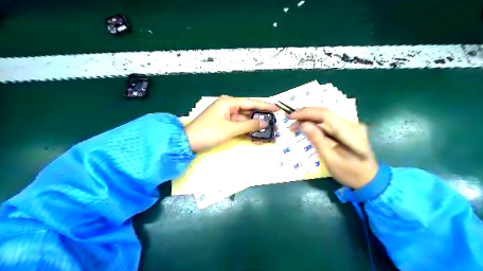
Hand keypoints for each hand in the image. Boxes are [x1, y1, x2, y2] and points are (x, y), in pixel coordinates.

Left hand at [185, 96, 277, 152]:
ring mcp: (225, 115)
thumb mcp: (231, 129)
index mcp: (228, 102)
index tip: (277, 108)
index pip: (250, 102)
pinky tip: (255, 133)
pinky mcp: (223, 123)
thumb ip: (249, 125)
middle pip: (247, 110)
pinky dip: (246, 129)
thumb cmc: (209, 132)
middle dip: (260, 117)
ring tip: (267, 129)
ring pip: (243, 119)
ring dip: (253, 125)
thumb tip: (265, 123)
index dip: (264, 105)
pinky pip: (238, 124)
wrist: (189, 142)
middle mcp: (227, 106)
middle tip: (273, 121)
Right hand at [289, 107, 378, 187]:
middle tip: (290, 122)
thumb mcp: (331, 160)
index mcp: (351, 132)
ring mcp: (351, 125)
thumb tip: (303, 124)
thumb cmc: (350, 173)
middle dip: (305, 115)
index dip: (306, 113)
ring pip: (325, 117)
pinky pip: (329, 123)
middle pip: (325, 113)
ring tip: (294, 127)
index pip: (325, 115)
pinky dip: (316, 124)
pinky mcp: (347, 129)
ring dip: (309, 120)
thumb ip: (318, 141)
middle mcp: (352, 124)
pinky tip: (306, 128)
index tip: (290, 116)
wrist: (369, 179)